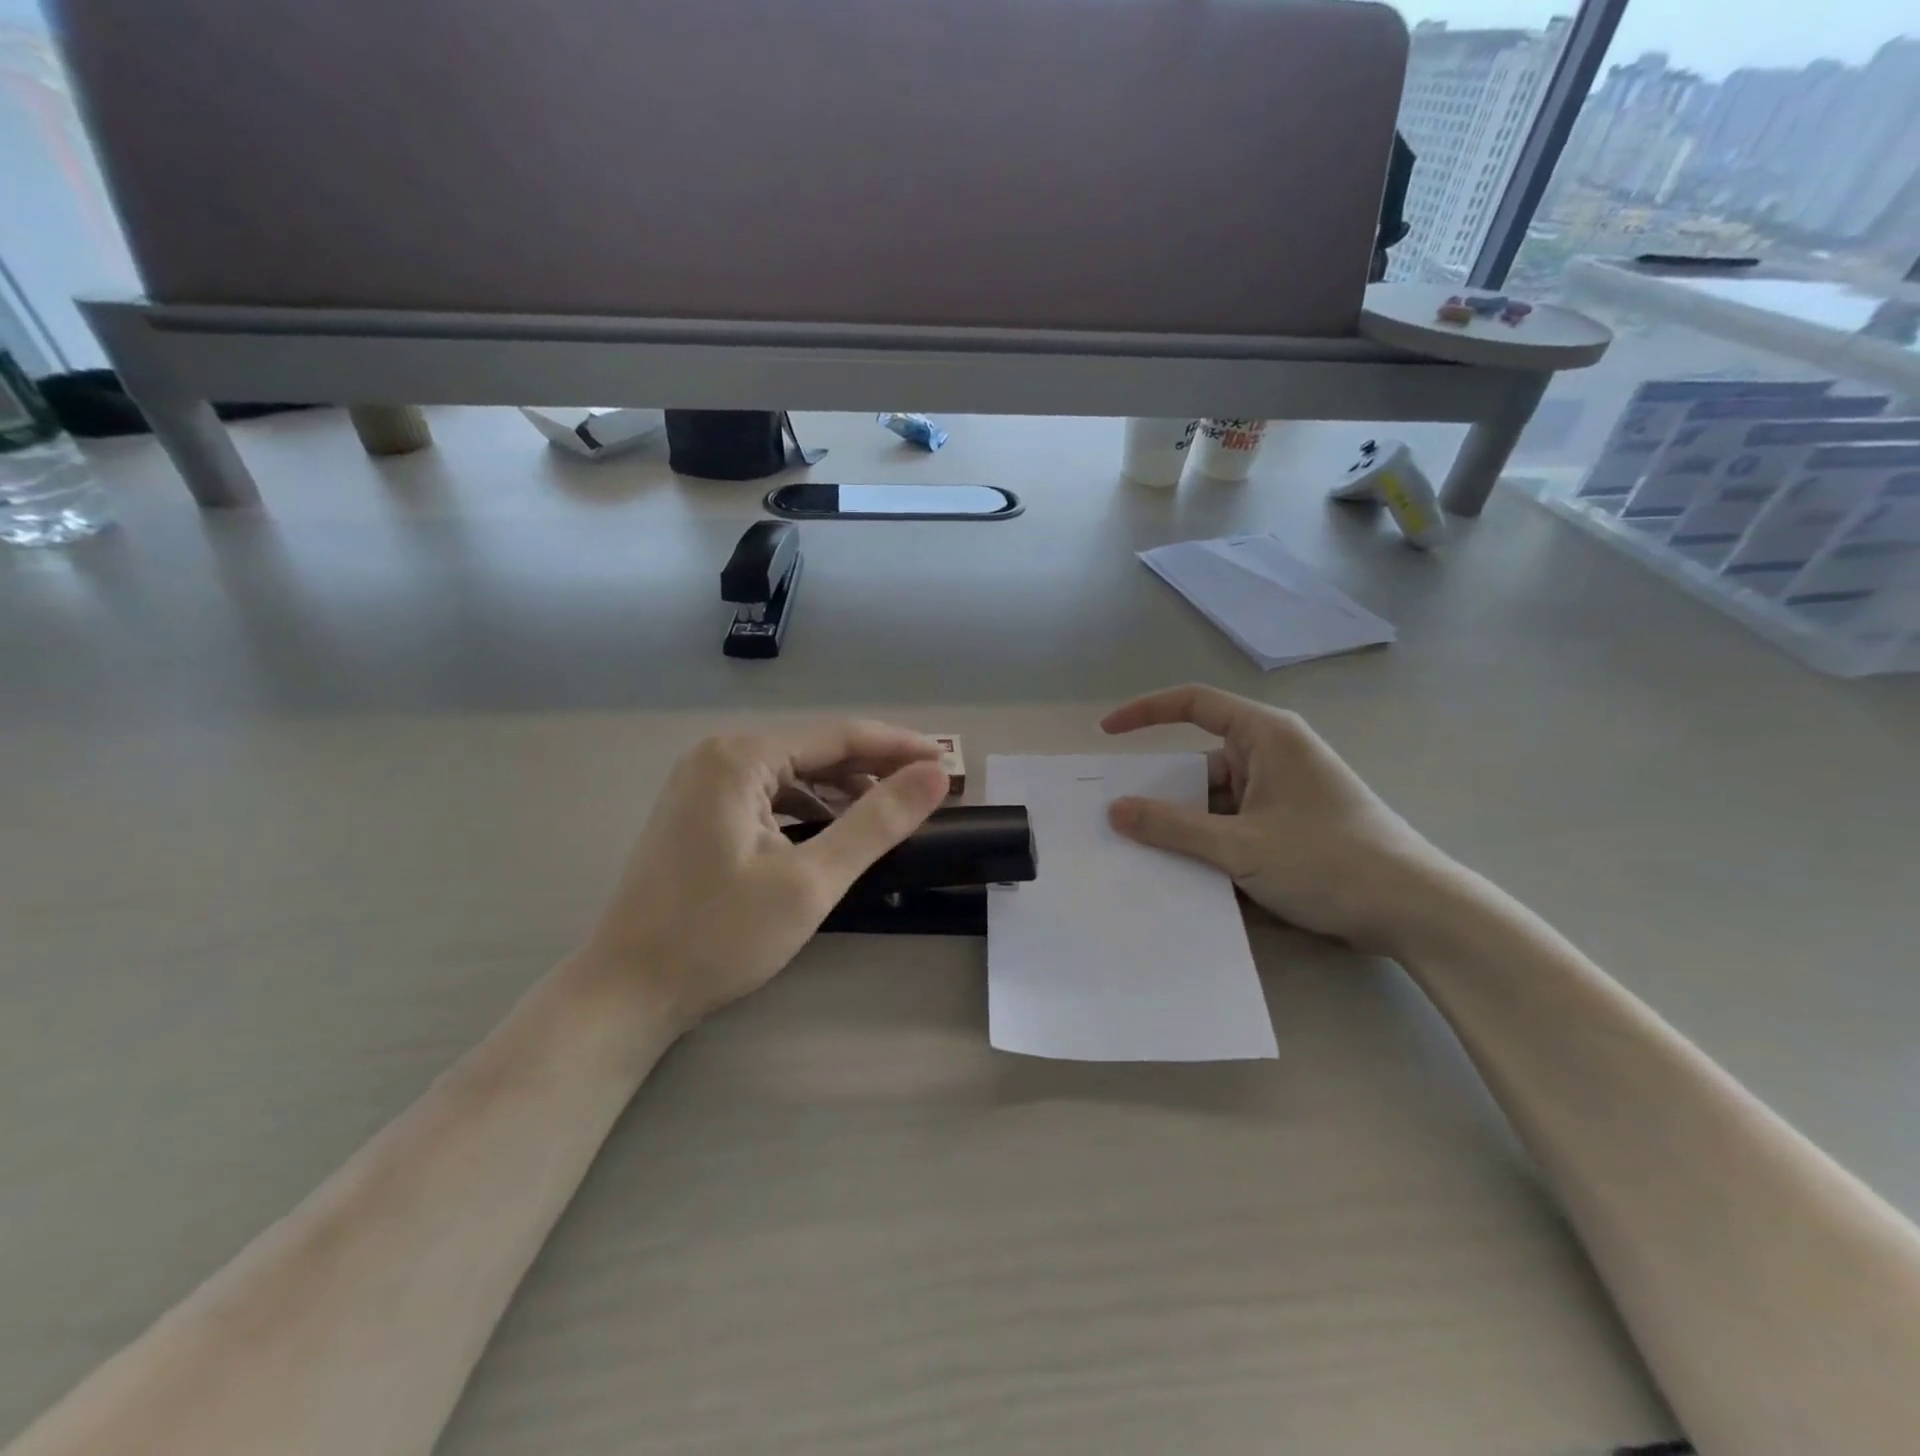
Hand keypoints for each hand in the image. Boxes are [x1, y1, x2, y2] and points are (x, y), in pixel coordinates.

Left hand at [581, 722, 950, 1029]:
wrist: (626, 993)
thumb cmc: (718, 936)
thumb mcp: (811, 881)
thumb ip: (877, 822)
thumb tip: (935, 775)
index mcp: (740, 757)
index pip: (839, 736)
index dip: (899, 747)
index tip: (948, 764)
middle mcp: (717, 756)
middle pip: (815, 751)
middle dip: (873, 770)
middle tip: (927, 793)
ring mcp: (702, 784)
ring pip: (794, 775)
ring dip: (843, 792)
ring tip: (890, 814)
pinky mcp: (699, 814)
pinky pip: (770, 797)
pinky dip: (809, 810)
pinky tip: (834, 833)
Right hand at [1101, 685, 1450, 952]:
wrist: (1415, 912)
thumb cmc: (1328, 860)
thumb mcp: (1240, 846)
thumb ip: (1173, 827)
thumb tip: (1116, 811)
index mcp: (1266, 736)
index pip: (1193, 704)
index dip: (1145, 712)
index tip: (1107, 735)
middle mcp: (1273, 755)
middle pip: (1200, 762)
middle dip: (1163, 793)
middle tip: (1118, 820)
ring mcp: (1283, 793)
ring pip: (1216, 801)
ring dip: (1187, 827)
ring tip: (1145, 856)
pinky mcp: (1290, 826)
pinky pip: (1236, 825)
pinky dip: (1212, 845)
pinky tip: (1188, 876)